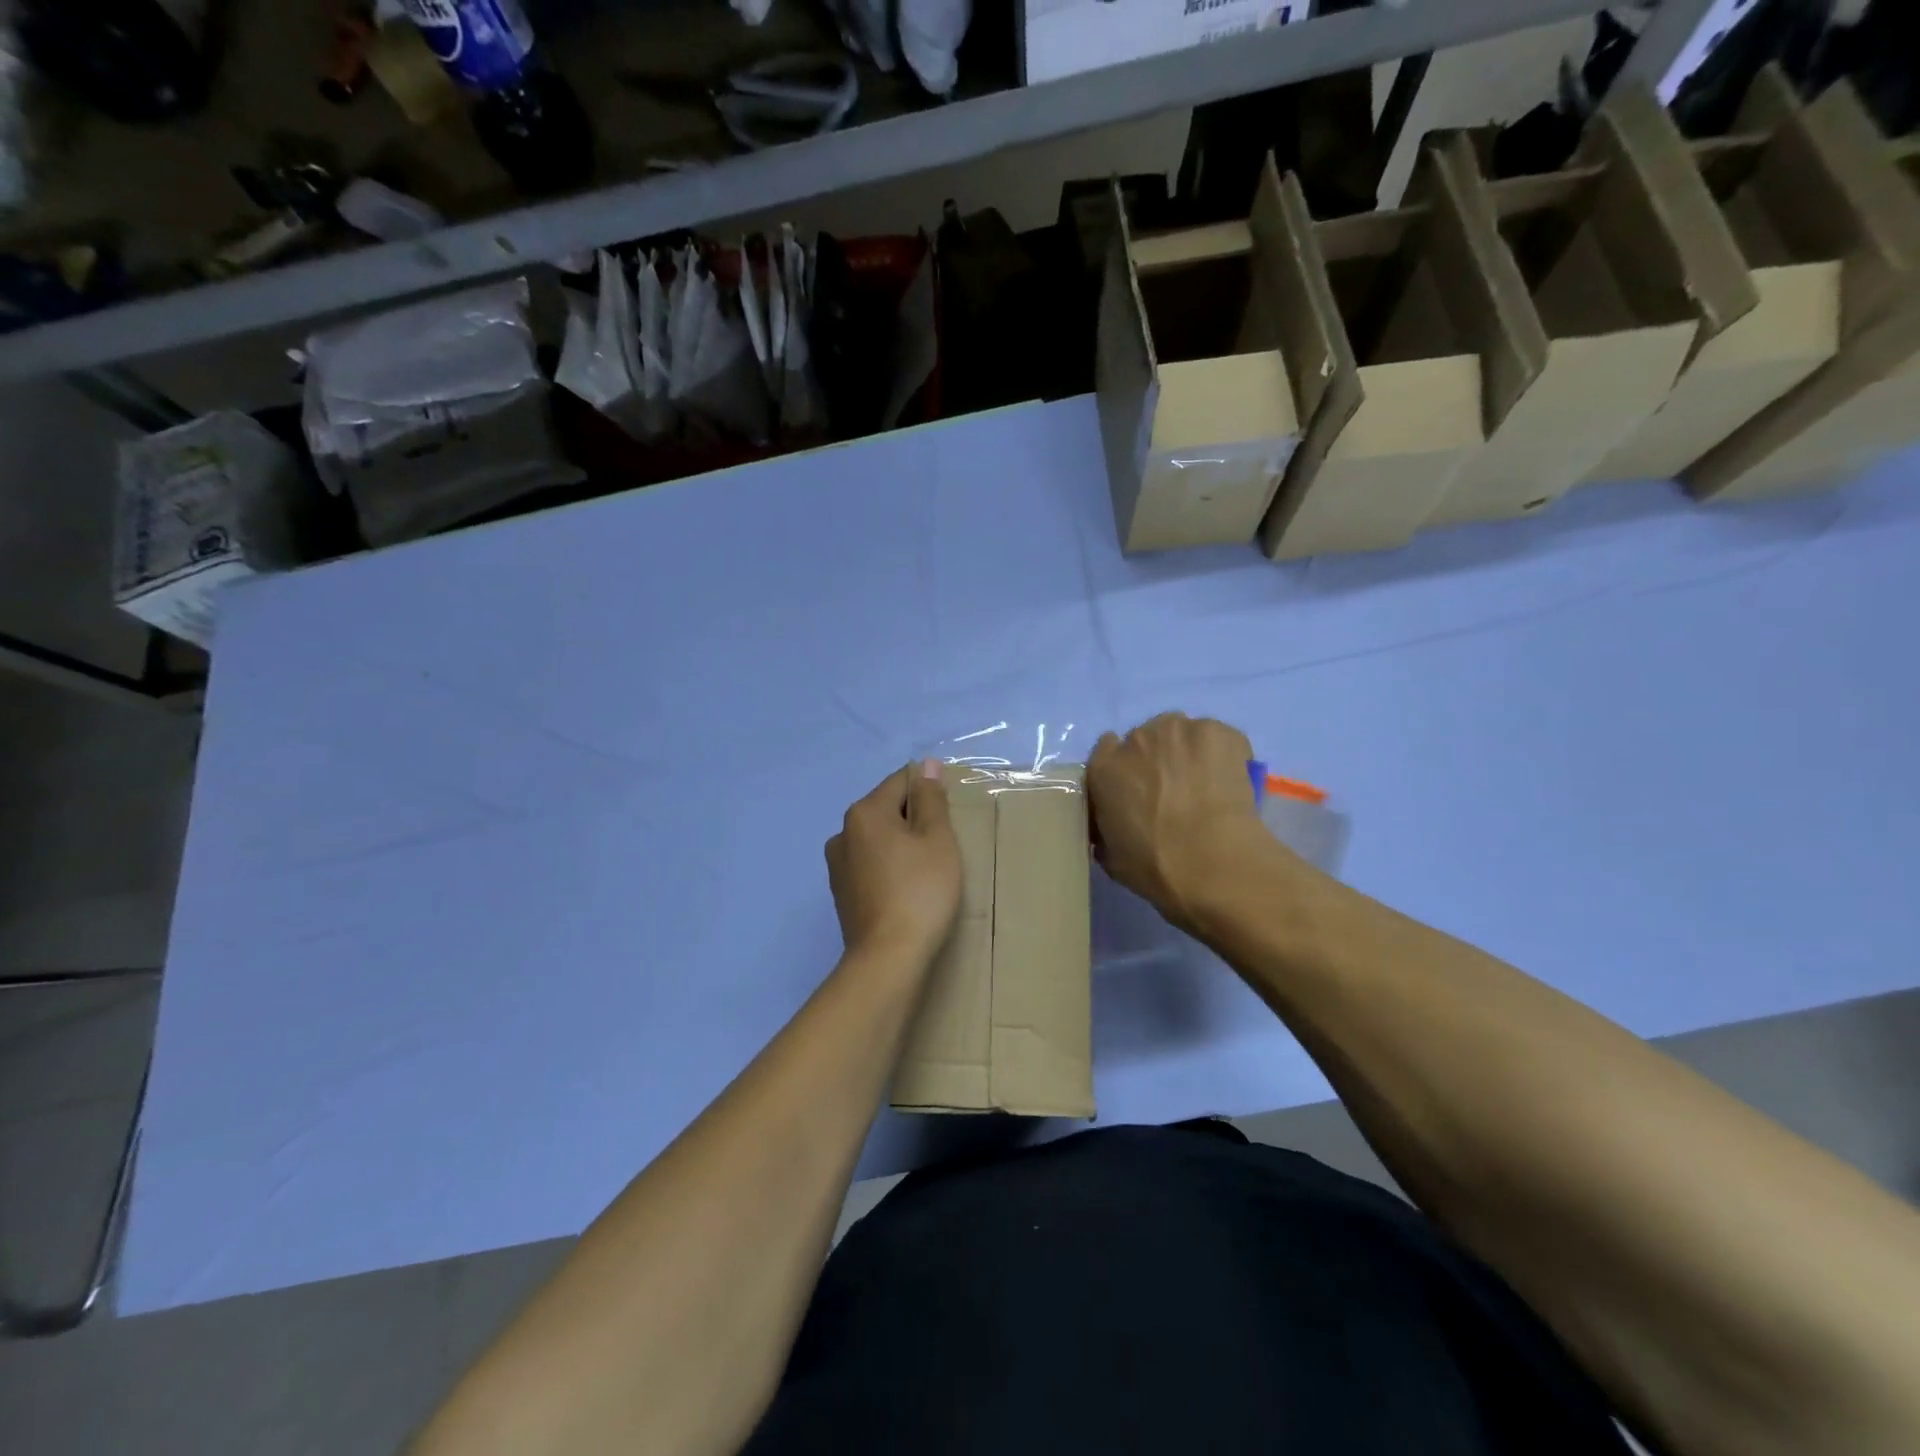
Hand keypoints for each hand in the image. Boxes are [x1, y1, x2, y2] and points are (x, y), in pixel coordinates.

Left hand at [826, 760, 962, 964]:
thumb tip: (926, 765)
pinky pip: (871, 866)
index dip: (930, 793)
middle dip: (916, 821)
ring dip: (902, 846)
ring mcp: (838, 866)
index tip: (949, 819)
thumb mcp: (937, 839)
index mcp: (864, 812)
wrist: (888, 958)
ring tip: (927, 873)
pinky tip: (907, 891)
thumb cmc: (921, 891)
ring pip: (879, 840)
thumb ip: (931, 799)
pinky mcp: (842, 894)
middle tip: (943, 849)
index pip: (902, 782)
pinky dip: (890, 869)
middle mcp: (843, 832)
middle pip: (888, 810)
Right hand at [1088, 714, 1266, 928]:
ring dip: (1189, 753)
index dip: (1125, 768)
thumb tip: (1117, 824)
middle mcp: (1136, 739)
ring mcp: (1178, 731)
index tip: (1139, 788)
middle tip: (1176, 792)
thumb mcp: (1111, 856)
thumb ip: (1107, 829)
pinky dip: (1225, 755)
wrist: (1212, 862)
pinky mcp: (1217, 732)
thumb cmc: (1155, 866)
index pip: (1107, 750)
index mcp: (1104, 768)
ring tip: (1207, 786)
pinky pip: (1219, 739)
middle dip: (1158, 760)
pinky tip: (1231, 782)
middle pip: (1146, 739)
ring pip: (1182, 735)